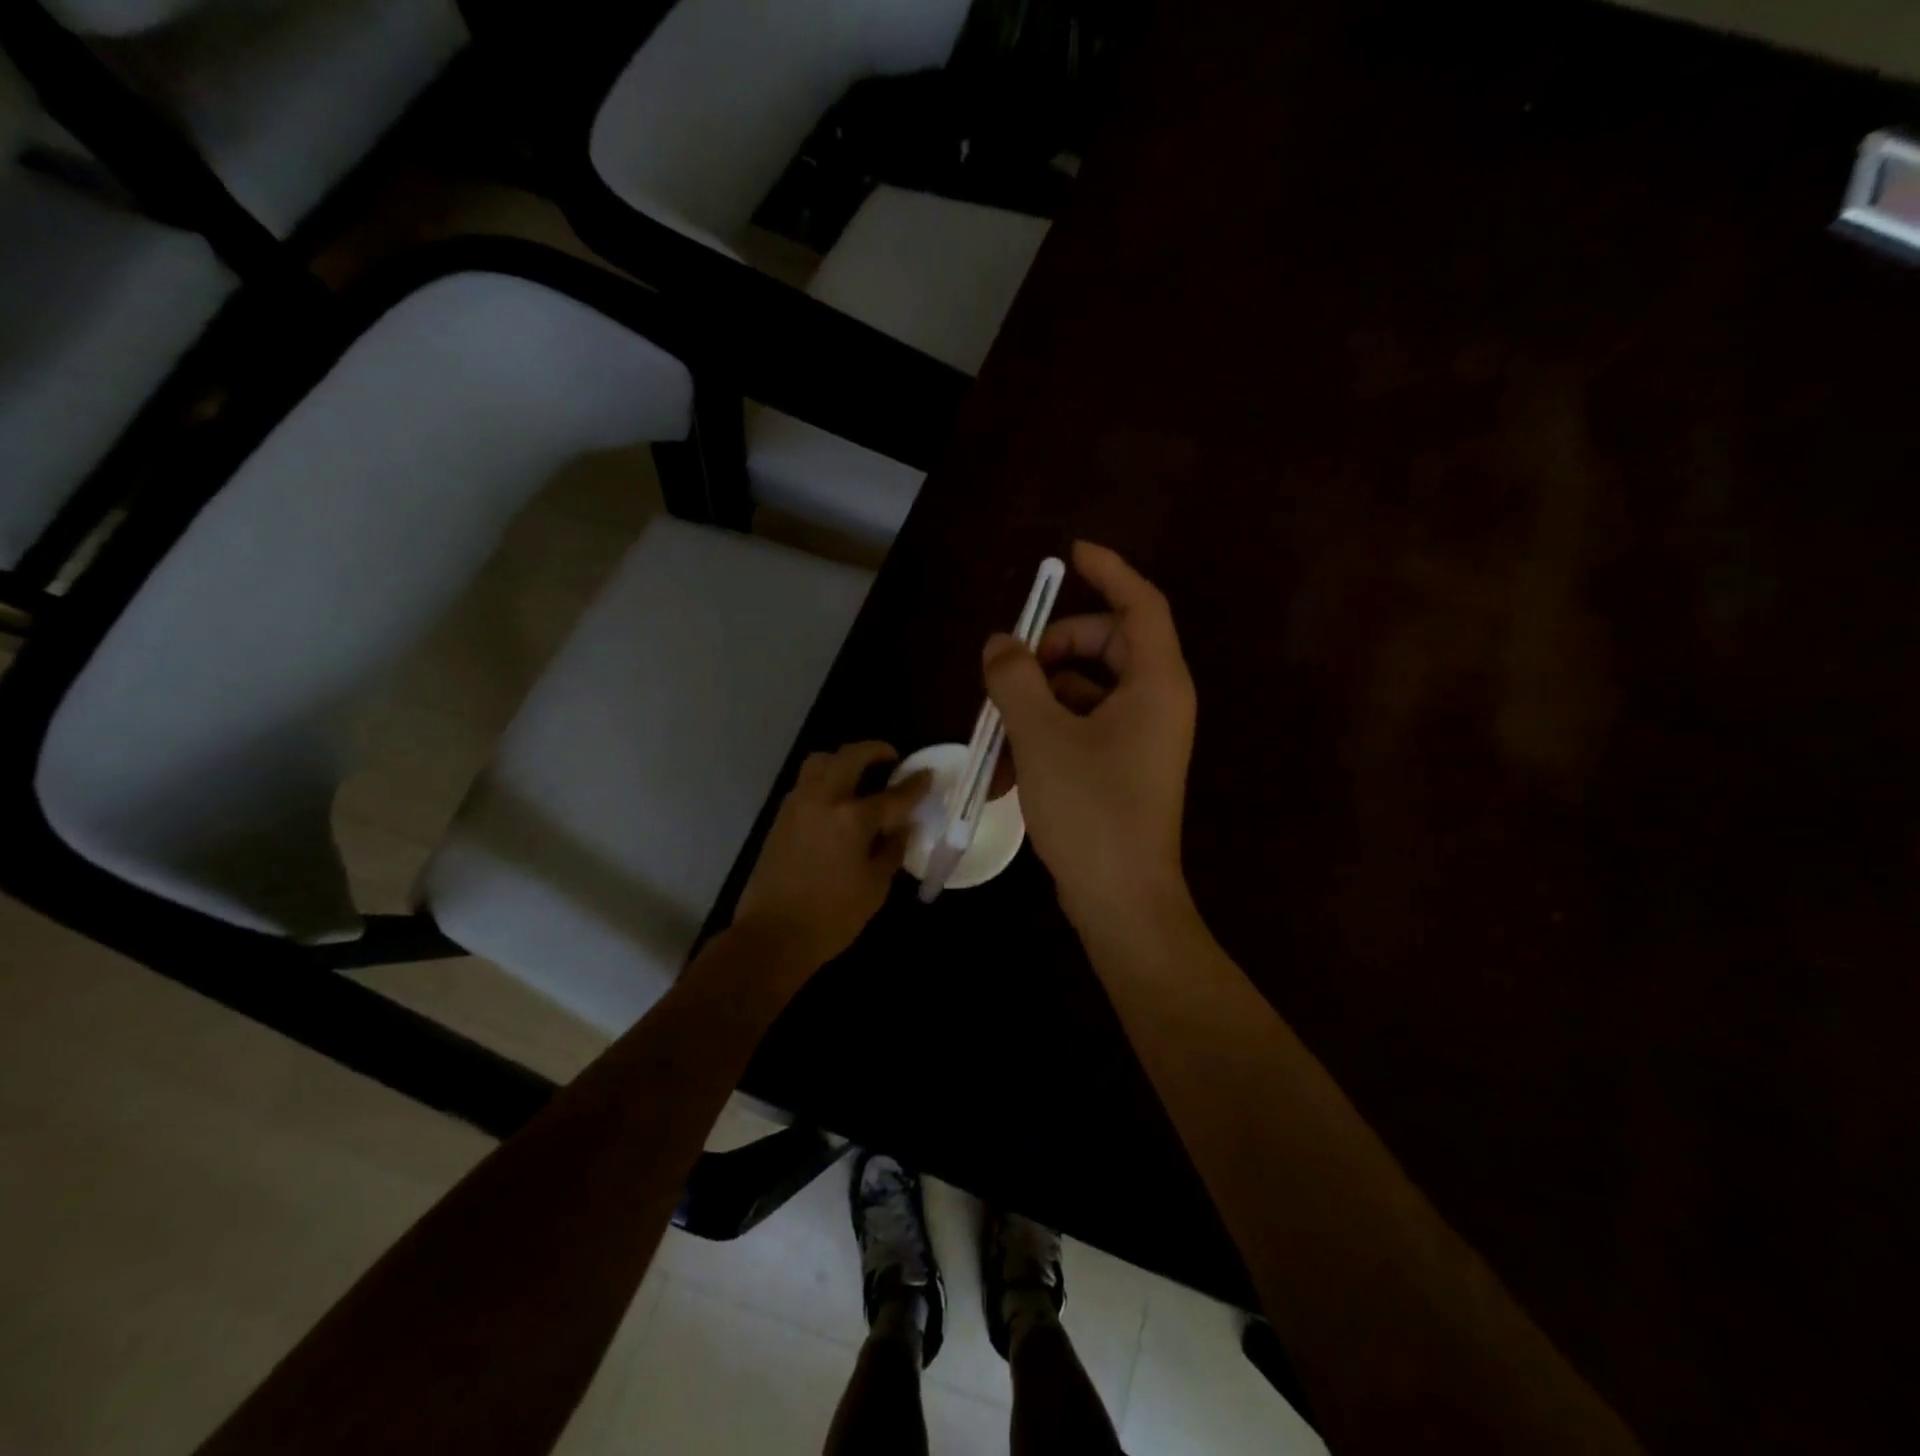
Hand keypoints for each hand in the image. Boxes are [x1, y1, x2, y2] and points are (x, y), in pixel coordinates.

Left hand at [733, 742, 929, 972]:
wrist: (772, 935)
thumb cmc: (832, 917)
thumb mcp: (875, 886)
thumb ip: (892, 850)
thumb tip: (902, 827)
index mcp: (852, 818)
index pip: (894, 794)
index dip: (915, 784)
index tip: (928, 775)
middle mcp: (823, 799)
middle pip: (851, 757)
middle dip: (875, 751)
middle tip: (892, 759)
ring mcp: (798, 804)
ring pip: (821, 761)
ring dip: (844, 759)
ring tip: (861, 774)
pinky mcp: (781, 817)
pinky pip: (807, 782)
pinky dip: (826, 778)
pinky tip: (838, 800)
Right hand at [983, 542, 1196, 934]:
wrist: (1120, 899)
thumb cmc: (1090, 809)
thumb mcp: (1041, 736)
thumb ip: (1016, 679)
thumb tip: (1001, 644)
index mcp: (1156, 683)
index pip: (1139, 603)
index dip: (1108, 570)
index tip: (1069, 554)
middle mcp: (1156, 702)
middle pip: (1105, 644)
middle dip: (1051, 650)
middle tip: (1008, 670)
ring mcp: (1140, 736)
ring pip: (1084, 691)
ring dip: (1036, 702)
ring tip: (991, 736)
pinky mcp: (1122, 765)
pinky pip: (1082, 727)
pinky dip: (1045, 736)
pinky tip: (1005, 770)